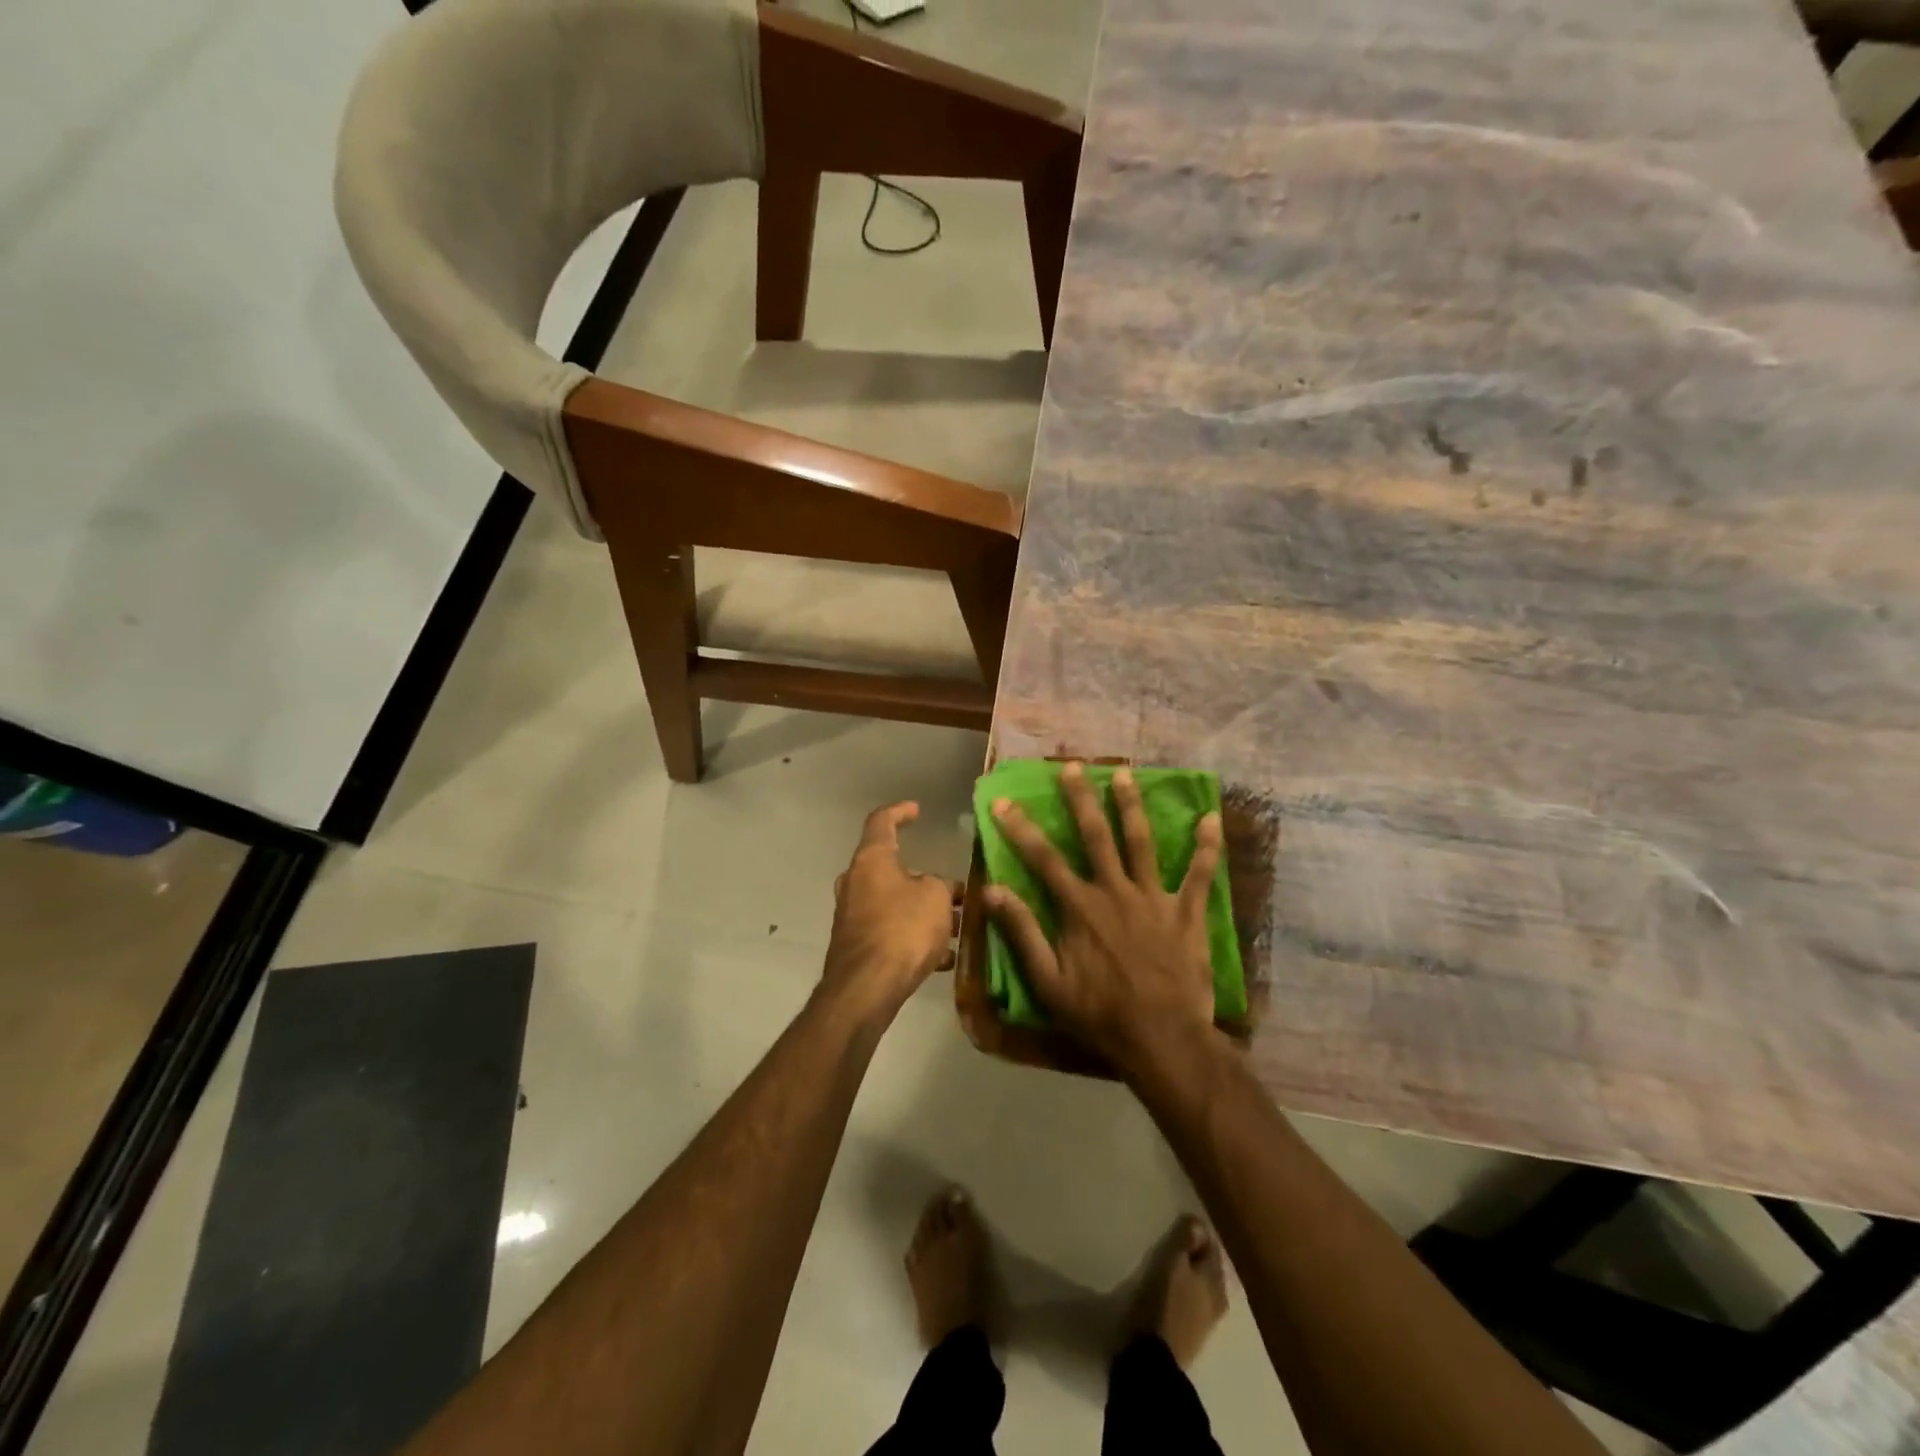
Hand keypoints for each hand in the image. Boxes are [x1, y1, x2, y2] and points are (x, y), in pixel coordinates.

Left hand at [824, 802, 960, 1019]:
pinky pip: (890, 932)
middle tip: (950, 889)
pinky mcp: (856, 946)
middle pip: (889, 868)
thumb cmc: (903, 928)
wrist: (866, 988)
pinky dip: (914, 937)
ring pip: (893, 903)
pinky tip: (943, 957)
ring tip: (956, 926)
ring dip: (922, 911)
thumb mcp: (937, 898)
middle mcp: (855, 882)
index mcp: (871, 859)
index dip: (900, 812)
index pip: (881, 821)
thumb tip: (941, 889)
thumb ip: (942, 886)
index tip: (917, 811)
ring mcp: (852, 915)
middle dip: (923, 877)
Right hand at [984, 763, 1222, 1074]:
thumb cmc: (1099, 1013)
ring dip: (1131, 806)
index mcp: (1080, 907)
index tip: (1003, 801)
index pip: (1043, 859)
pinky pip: (1199, 873)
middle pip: (1095, 836)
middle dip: (1081, 799)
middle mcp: (1114, 891)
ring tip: (1125, 774)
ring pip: (1141, 842)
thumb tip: (992, 891)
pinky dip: (1207, 846)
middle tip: (1072, 767)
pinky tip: (1211, 817)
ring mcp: (1153, 898)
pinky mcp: (1186, 912)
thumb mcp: (1048, 982)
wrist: (1162, 1039)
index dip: (1020, 828)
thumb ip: (1022, 933)